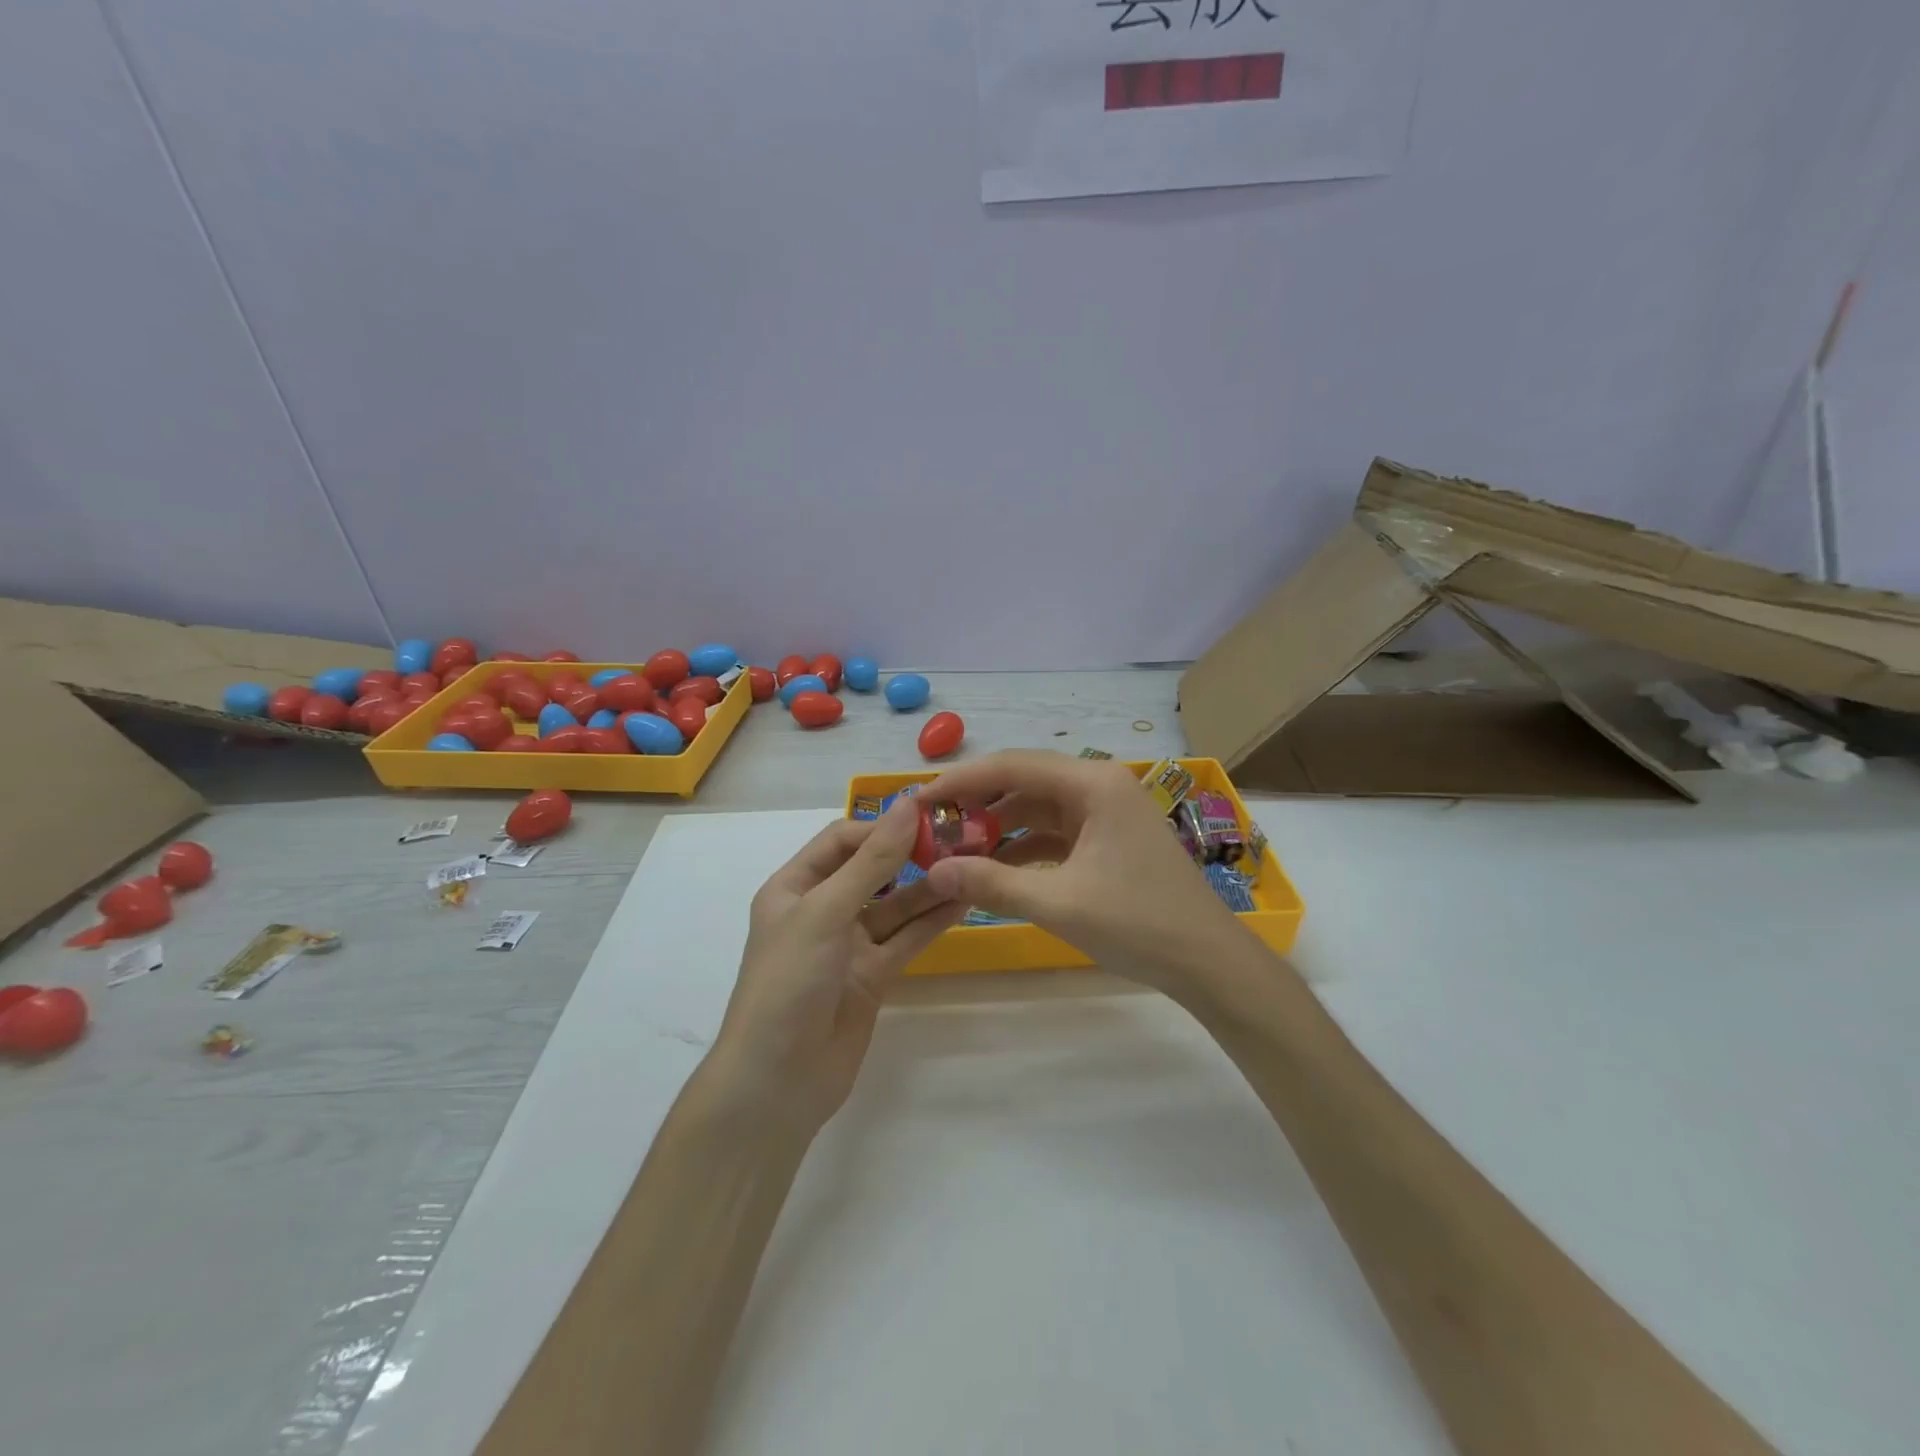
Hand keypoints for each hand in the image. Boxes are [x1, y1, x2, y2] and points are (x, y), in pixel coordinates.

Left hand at [703, 798, 965, 1135]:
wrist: (777, 1082)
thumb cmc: (789, 983)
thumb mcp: (825, 912)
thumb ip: (871, 861)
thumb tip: (907, 804)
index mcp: (794, 887)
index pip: (841, 841)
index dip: (881, 827)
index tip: (927, 818)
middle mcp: (821, 910)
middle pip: (871, 870)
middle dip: (911, 854)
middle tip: (961, 839)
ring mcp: (848, 945)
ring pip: (895, 905)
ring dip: (929, 887)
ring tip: (973, 865)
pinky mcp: (871, 976)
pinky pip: (905, 938)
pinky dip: (931, 921)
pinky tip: (964, 901)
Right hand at [917, 750, 1249, 992]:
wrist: (1209, 962)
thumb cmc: (1138, 923)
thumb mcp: (1058, 904)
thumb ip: (991, 883)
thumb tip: (932, 872)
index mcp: (1092, 783)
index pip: (1012, 766)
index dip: (960, 781)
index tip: (918, 801)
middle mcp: (1099, 785)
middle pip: (1024, 782)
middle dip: (977, 805)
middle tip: (931, 828)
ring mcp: (1107, 811)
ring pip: (1038, 808)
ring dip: (998, 828)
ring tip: (954, 850)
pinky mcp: (1109, 838)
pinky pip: (1055, 832)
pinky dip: (1024, 847)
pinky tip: (994, 868)